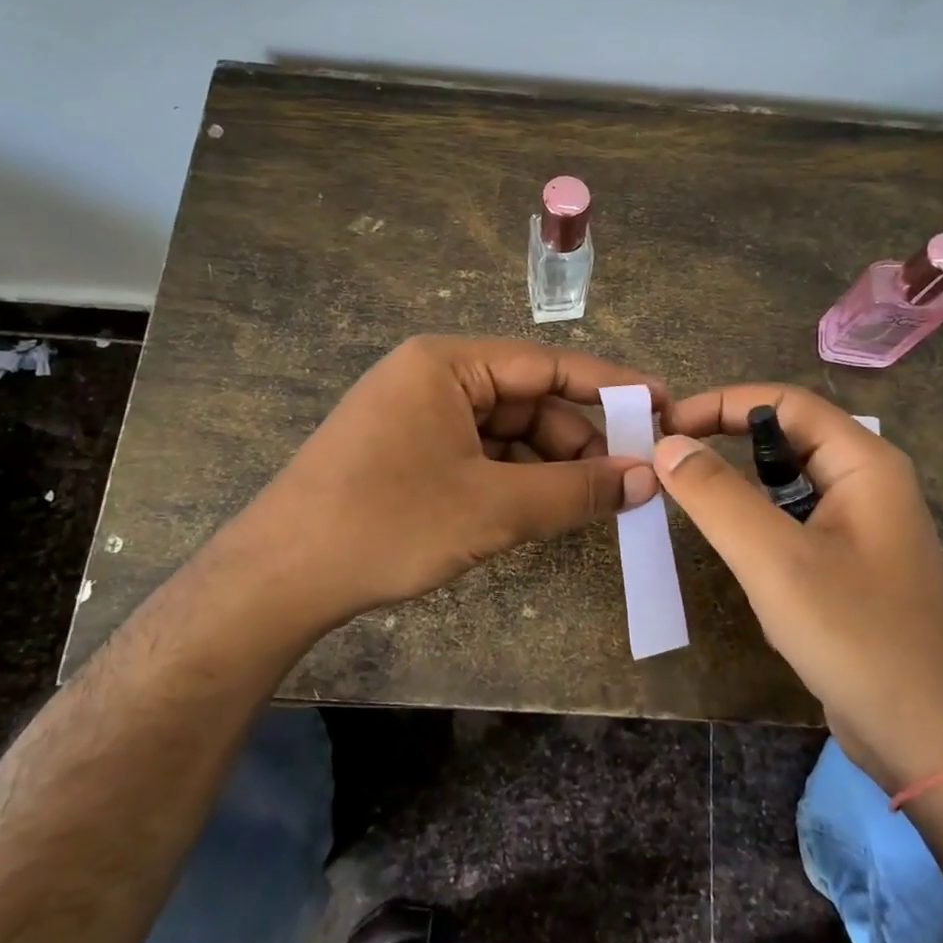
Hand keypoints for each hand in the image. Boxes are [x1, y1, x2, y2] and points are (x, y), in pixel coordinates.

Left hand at [240, 336, 663, 630]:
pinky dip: (514, 480)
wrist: (278, 579)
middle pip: (528, 400)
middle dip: (579, 441)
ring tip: (592, 504)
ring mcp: (417, 414)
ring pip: (506, 433)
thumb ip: (576, 491)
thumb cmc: (387, 524)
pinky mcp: (408, 451)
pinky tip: (542, 510)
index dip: (611, 387)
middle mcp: (433, 376)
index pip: (549, 364)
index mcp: (448, 363)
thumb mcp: (493, 508)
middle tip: (630, 481)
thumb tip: (645, 480)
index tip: (664, 404)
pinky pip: (479, 454)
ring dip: (549, 466)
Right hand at [656, 385, 942, 793]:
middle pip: (787, 438)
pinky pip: (793, 524)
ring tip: (686, 499)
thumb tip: (668, 445)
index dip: (723, 403)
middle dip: (726, 440)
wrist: (930, 739)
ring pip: (786, 484)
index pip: (786, 402)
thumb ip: (717, 496)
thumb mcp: (776, 560)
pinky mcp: (849, 567)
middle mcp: (867, 484)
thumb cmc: (857, 636)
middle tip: (668, 459)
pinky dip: (755, 524)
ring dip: (738, 485)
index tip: (668, 425)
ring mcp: (861, 528)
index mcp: (865, 464)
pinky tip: (732, 551)